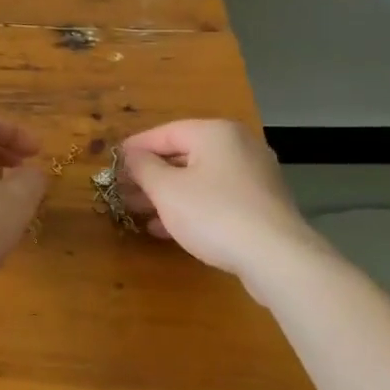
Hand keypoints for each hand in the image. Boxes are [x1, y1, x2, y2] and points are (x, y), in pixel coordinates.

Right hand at [119, 120, 329, 295]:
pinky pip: (216, 198)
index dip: (135, 148)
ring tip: (139, 212)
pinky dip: (191, 207)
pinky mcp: (261, 205)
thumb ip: (143, 167)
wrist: (277, 257)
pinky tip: (167, 229)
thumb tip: (130, 155)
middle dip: (151, 175)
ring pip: (200, 179)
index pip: (165, 132)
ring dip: (167, 194)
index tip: (112, 163)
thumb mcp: (167, 190)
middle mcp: (238, 146)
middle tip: (123, 191)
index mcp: (215, 133)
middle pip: (183, 154)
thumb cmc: (214, 214)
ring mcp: (254, 176)